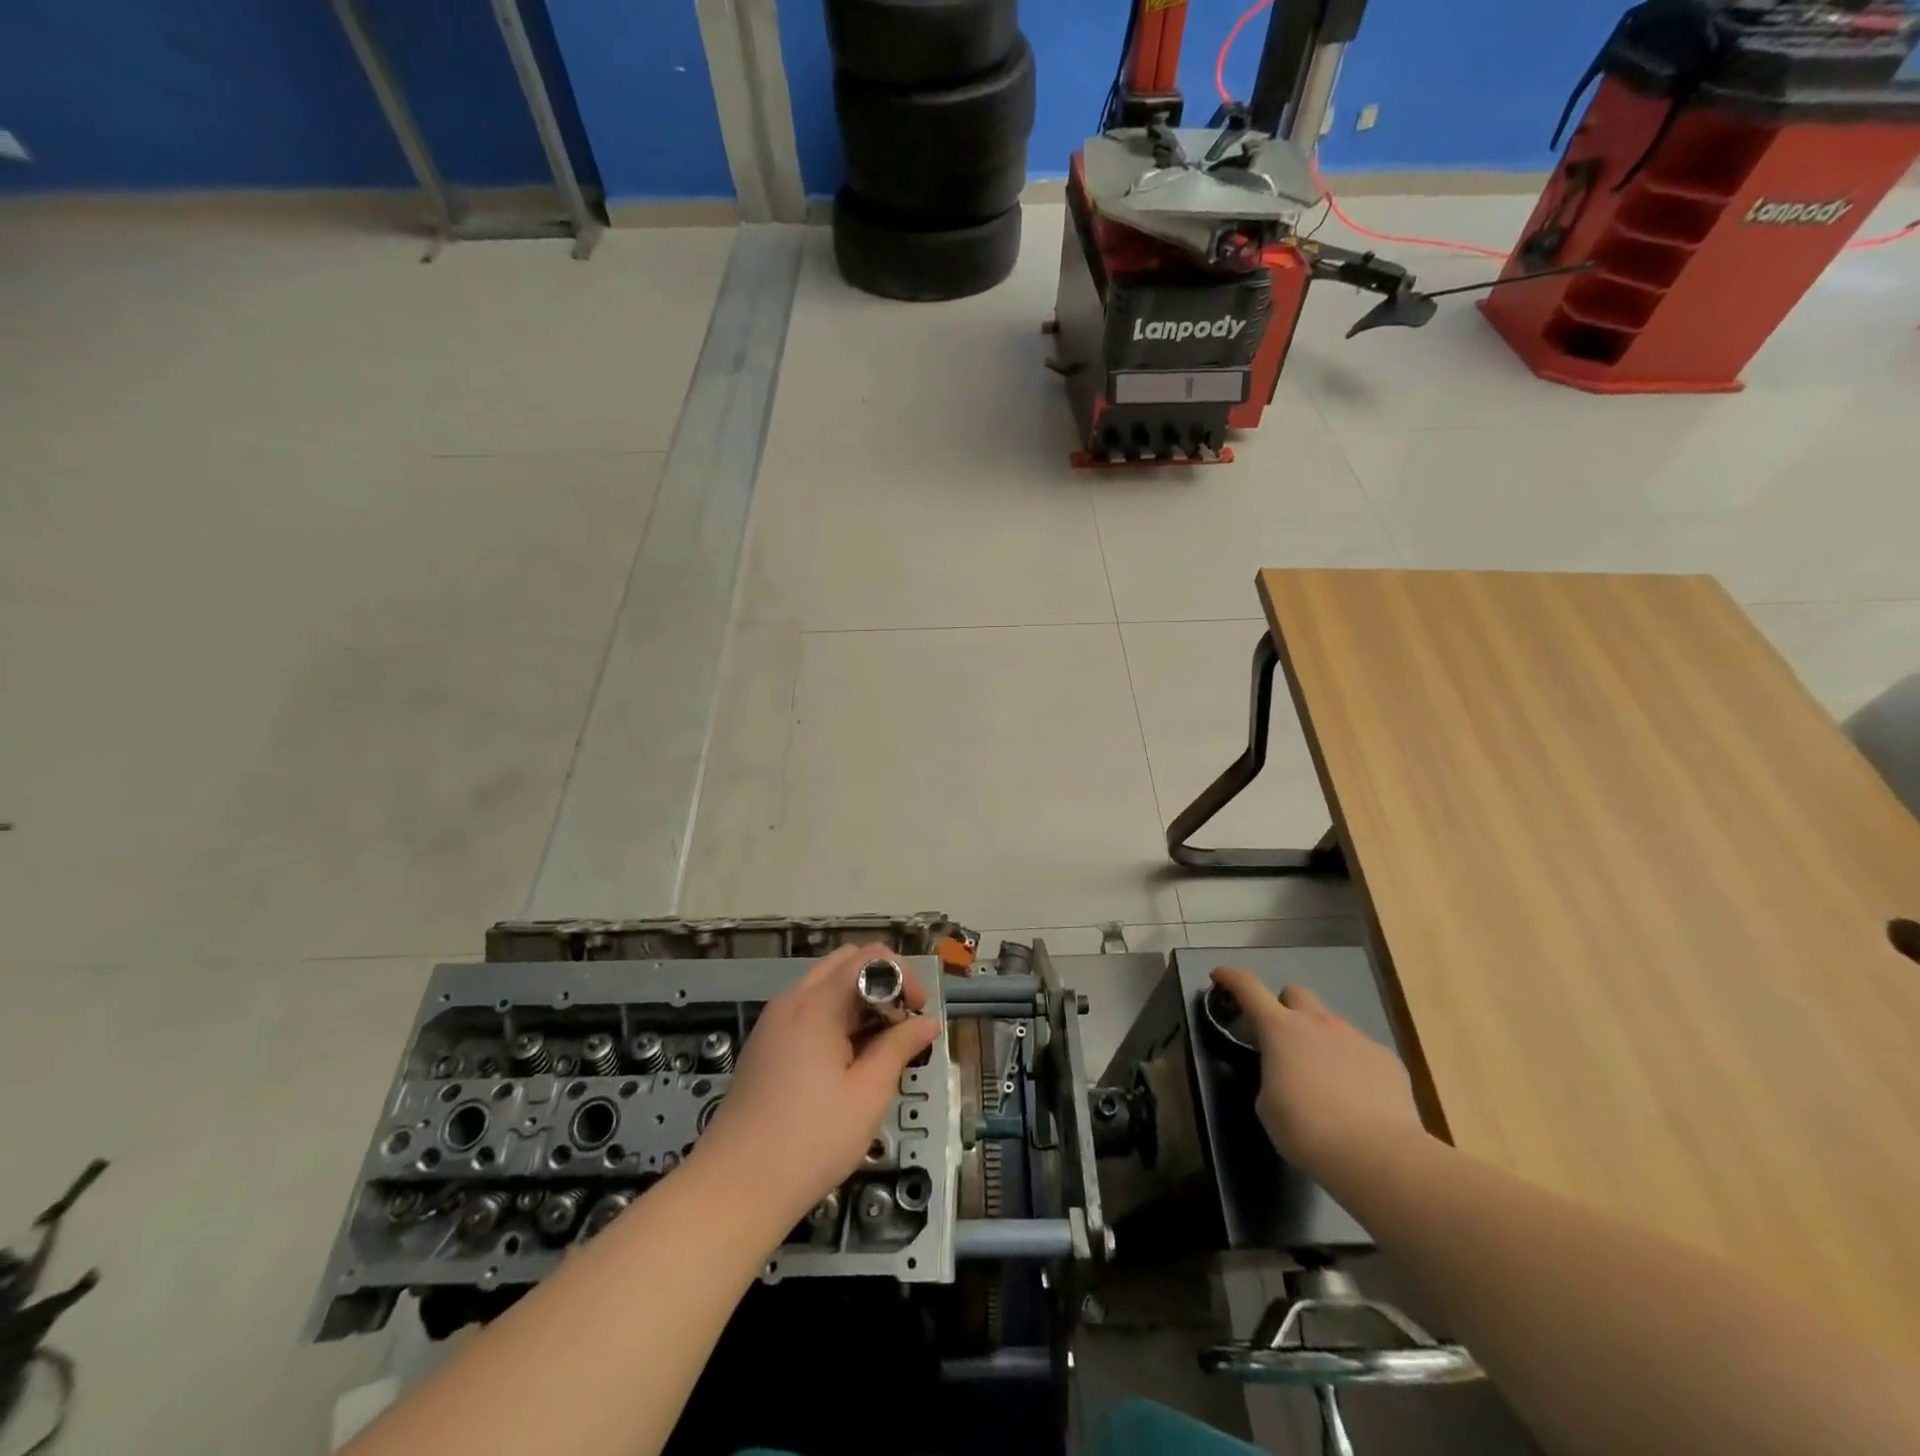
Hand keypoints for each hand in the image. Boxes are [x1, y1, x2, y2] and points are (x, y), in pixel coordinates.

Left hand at [697, 944, 941, 1233]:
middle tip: (900, 1024)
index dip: (900, 975)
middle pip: (844, 962)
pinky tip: (845, 1062)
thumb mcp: (868, 1095)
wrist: (734, 1190)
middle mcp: (791, 1001)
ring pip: (824, 986)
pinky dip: (834, 1017)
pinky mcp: (764, 1045)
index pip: (867, 958)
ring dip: (857, 1001)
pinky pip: (806, 1010)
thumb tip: (927, 1022)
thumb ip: (899, 1048)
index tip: (918, 1013)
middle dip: (879, 982)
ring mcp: (772, 1022)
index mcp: (816, 1005)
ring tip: (877, 1047)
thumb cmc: (810, 1142)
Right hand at [1211, 967, 1428, 1179]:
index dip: (1230, 977)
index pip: (1248, 987)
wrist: (1378, 1155)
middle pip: (1295, 993)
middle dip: (1285, 1007)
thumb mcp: (1267, 1105)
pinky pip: (1362, 1051)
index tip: (1219, 975)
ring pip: (1331, 1024)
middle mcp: (1318, 1022)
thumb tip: (1284, 1075)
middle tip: (1283, 1038)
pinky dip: (1353, 1064)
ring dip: (1320, 1039)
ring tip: (1325, 1078)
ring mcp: (1356, 1037)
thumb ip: (1271, 1076)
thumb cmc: (1307, 1130)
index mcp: (1280, 1029)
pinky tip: (1358, 1097)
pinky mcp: (1387, 1059)